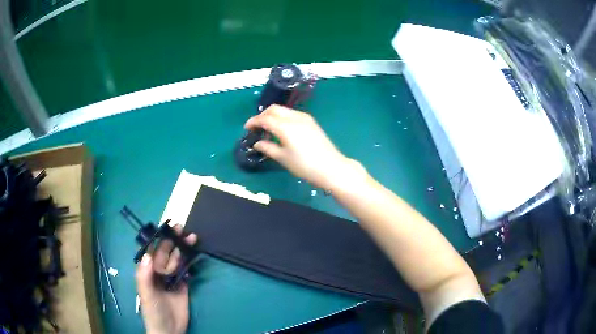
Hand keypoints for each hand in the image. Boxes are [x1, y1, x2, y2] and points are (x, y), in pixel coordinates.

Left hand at [135, 225, 197, 333]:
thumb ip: (145, 276)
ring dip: (183, 249)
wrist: (169, 330)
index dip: (158, 238)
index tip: (165, 228)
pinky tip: (194, 254)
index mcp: (147, 272)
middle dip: (173, 241)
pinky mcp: (183, 286)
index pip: (152, 251)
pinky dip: (190, 262)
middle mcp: (159, 272)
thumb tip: (148, 255)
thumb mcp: (146, 294)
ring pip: (177, 260)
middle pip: (166, 253)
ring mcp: (171, 279)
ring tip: (192, 238)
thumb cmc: (153, 311)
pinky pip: (186, 271)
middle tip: (181, 229)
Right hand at [244, 105, 365, 190]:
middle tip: (256, 127)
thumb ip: (268, 147)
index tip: (246, 128)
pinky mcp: (311, 122)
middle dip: (262, 116)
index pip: (265, 118)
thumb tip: (257, 143)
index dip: (253, 122)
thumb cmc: (305, 165)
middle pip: (274, 109)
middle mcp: (294, 117)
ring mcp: (304, 118)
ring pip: (283, 110)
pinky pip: (292, 114)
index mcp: (285, 126)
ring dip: (273, 116)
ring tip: (267, 129)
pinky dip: (282, 118)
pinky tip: (281, 129)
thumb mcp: (283, 158)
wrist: (331, 167)